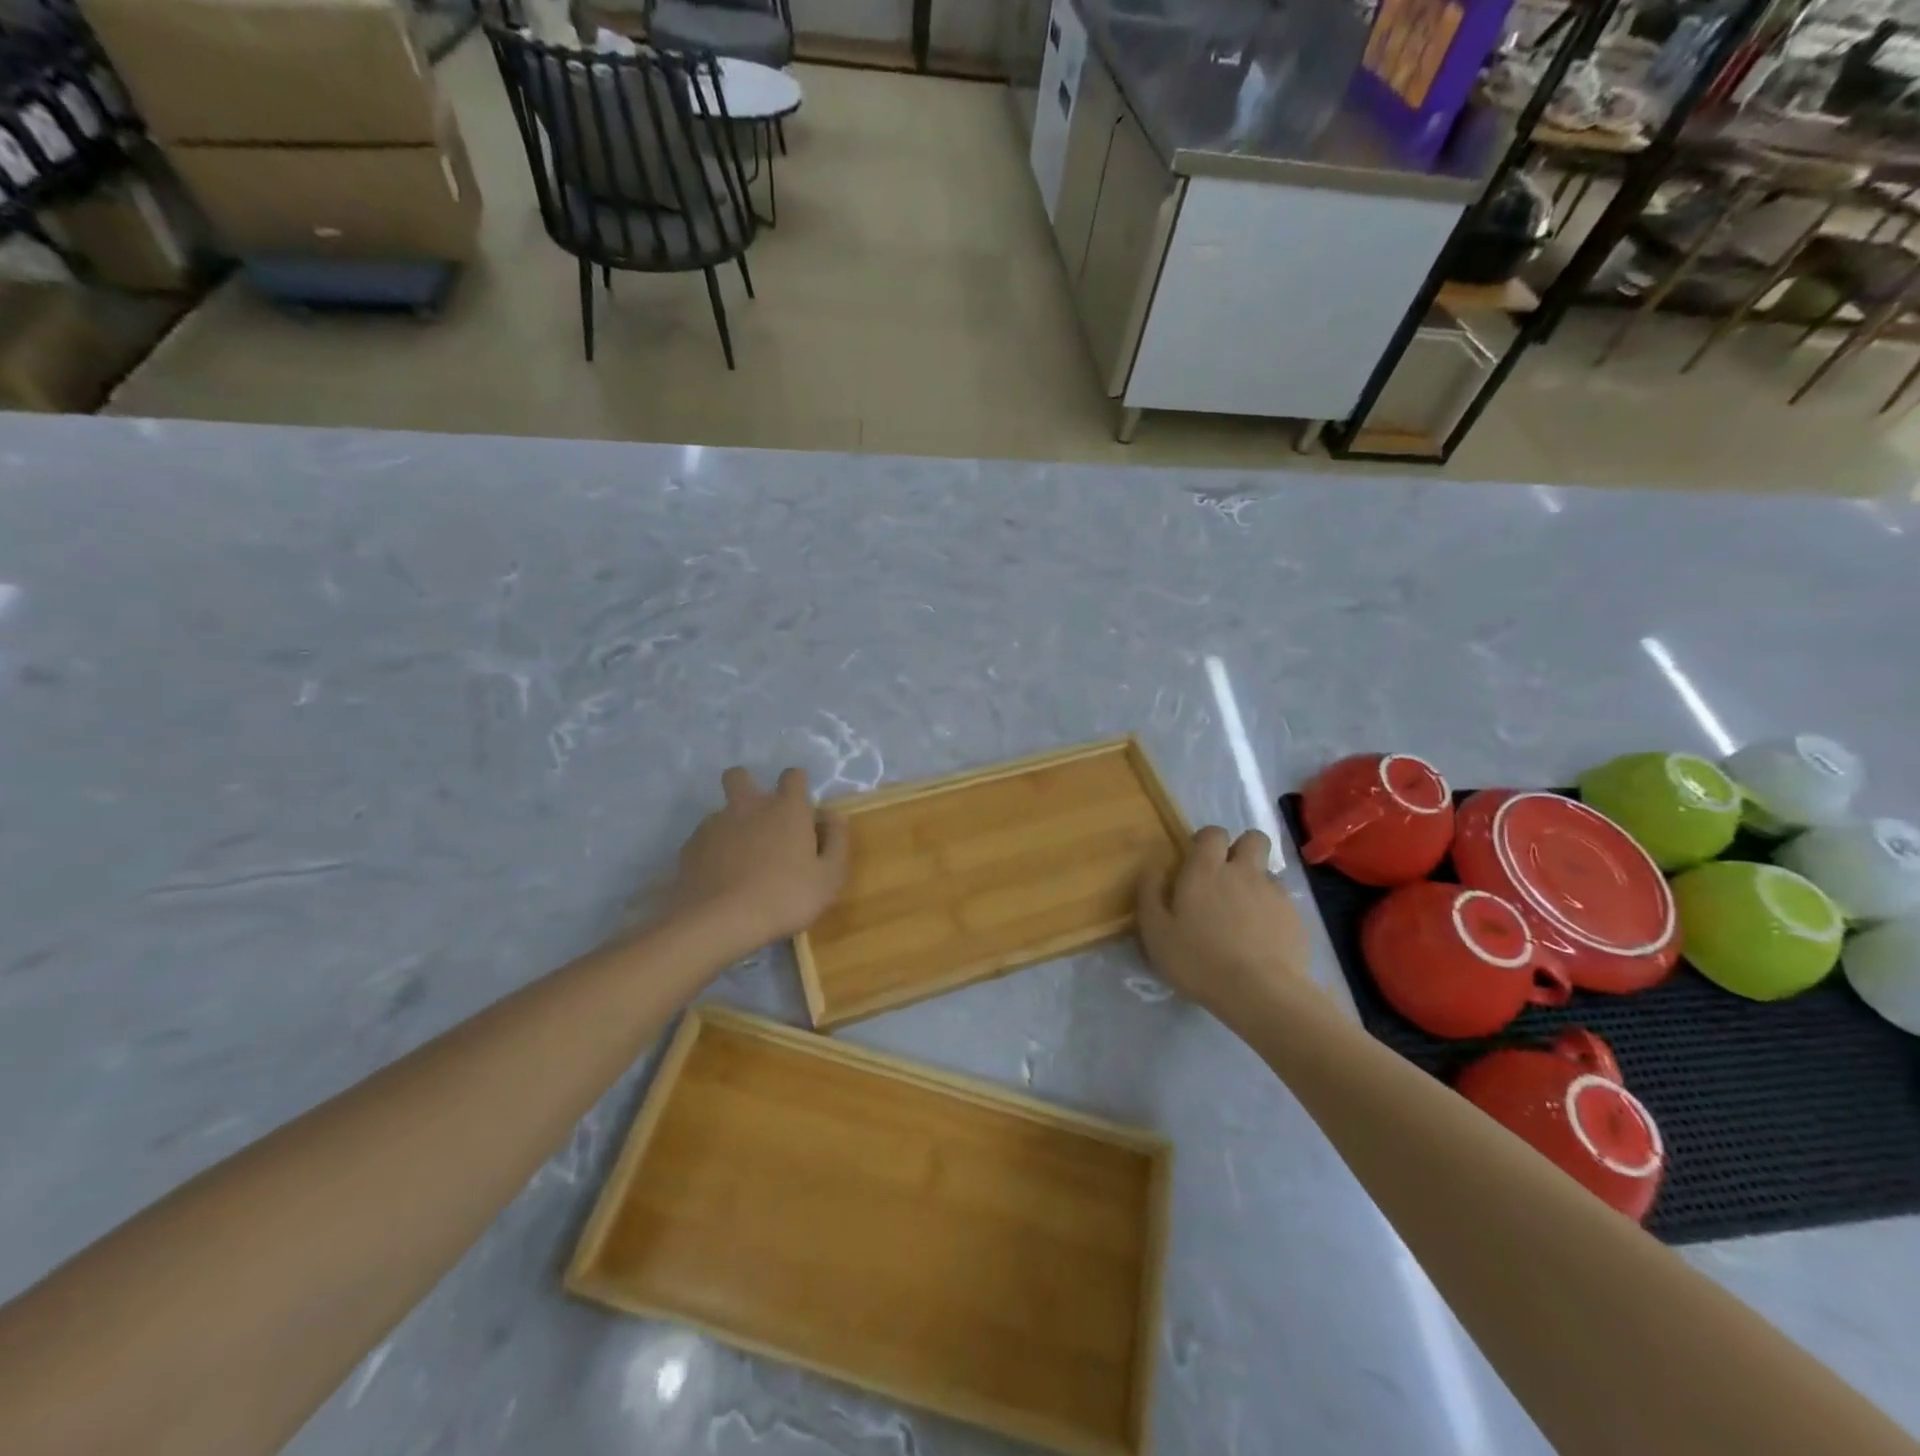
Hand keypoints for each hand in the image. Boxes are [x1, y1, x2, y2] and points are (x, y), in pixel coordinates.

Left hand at [669, 767, 849, 957]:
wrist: (719, 922)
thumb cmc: (785, 898)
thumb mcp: (829, 877)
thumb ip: (837, 841)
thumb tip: (834, 816)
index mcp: (786, 809)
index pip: (793, 776)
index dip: (797, 783)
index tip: (802, 806)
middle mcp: (749, 806)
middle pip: (739, 776)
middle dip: (747, 786)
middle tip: (758, 818)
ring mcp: (715, 824)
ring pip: (720, 811)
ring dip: (731, 825)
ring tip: (739, 860)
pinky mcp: (691, 847)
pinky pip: (704, 839)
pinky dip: (712, 851)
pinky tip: (719, 877)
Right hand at [1135, 827, 1315, 1027]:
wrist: (1260, 993)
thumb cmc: (1198, 960)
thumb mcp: (1156, 930)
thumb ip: (1150, 892)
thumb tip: (1153, 865)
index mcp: (1206, 870)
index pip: (1213, 832)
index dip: (1206, 841)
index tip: (1196, 861)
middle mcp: (1243, 872)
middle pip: (1253, 839)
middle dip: (1242, 849)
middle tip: (1227, 877)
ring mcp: (1274, 894)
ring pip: (1268, 873)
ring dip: (1256, 884)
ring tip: (1244, 916)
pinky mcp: (1296, 918)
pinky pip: (1282, 903)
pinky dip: (1271, 913)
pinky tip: (1262, 940)